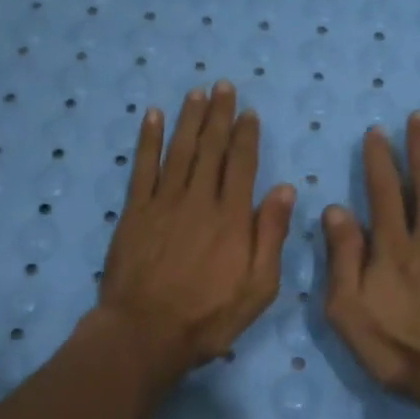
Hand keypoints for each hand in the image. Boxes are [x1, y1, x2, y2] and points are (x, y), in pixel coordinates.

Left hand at [97, 81, 295, 380]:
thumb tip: (285, 188)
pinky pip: (143, 167)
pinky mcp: (134, 212)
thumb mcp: (259, 287)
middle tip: (222, 86)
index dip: (246, 136)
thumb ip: (271, 235)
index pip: (242, 164)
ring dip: (188, 119)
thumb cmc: (209, 316)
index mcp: (233, 217)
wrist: (146, 332)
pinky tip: (152, 117)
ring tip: (196, 93)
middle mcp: (200, 200)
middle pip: (211, 149)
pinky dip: (148, 140)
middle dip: (218, 115)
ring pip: (179, 150)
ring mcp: (164, 203)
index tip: (249, 113)